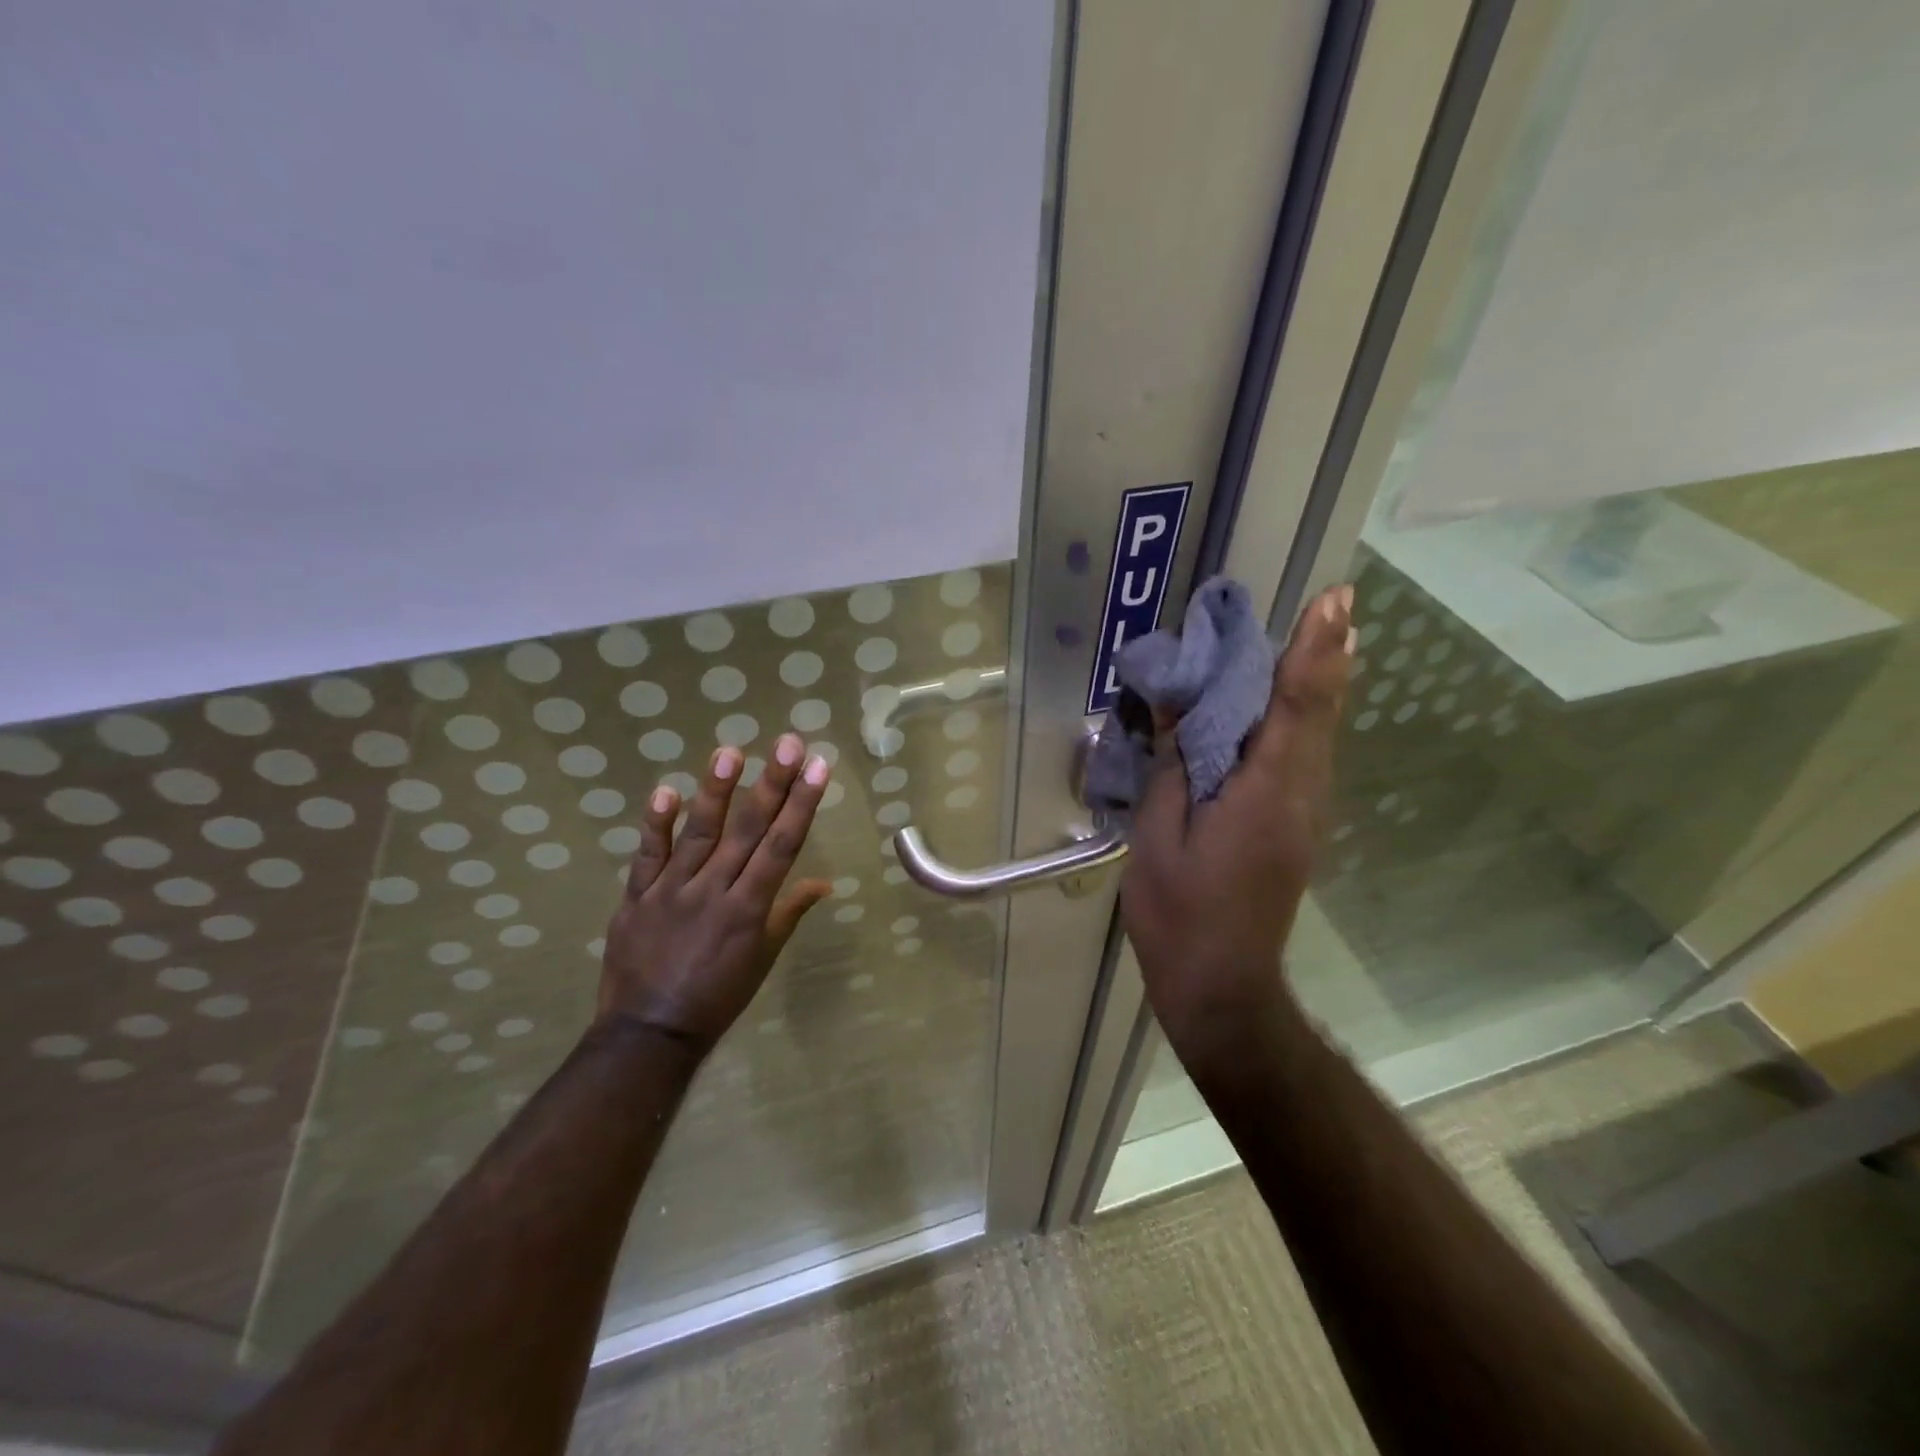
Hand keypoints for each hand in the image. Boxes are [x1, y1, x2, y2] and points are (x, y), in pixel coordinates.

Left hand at [599, 734, 832, 1053]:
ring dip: (715, 791)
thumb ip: (789, 913)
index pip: (783, 845)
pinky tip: (666, 791)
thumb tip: (824, 883)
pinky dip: (655, 825)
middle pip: (748, 830)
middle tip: (788, 744)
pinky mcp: (636, 898)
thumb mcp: (763, 958)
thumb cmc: (718, 996)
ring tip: (730, 751)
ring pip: (698, 834)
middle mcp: (713, 891)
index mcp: (749, 909)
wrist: (649, 1033)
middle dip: (772, 784)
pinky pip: (646, 857)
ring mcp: (671, 892)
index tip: (819, 768)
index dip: (802, 804)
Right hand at [1120, 584, 1352, 1063]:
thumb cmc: (1180, 911)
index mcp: (1264, 793)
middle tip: (1334, 603)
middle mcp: (1298, 795)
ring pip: (1318, 735)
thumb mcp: (1160, 833)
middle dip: (1327, 655)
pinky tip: (1286, 705)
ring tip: (1321, 634)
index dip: (1314, 650)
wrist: (1220, 985)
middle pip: (1319, 714)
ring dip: (1318, 683)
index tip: (1333, 600)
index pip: (1296, 706)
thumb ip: (1174, 764)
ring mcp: (1302, 815)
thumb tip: (1176, 705)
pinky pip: (1302, 759)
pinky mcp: (1293, 829)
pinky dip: (1301, 719)